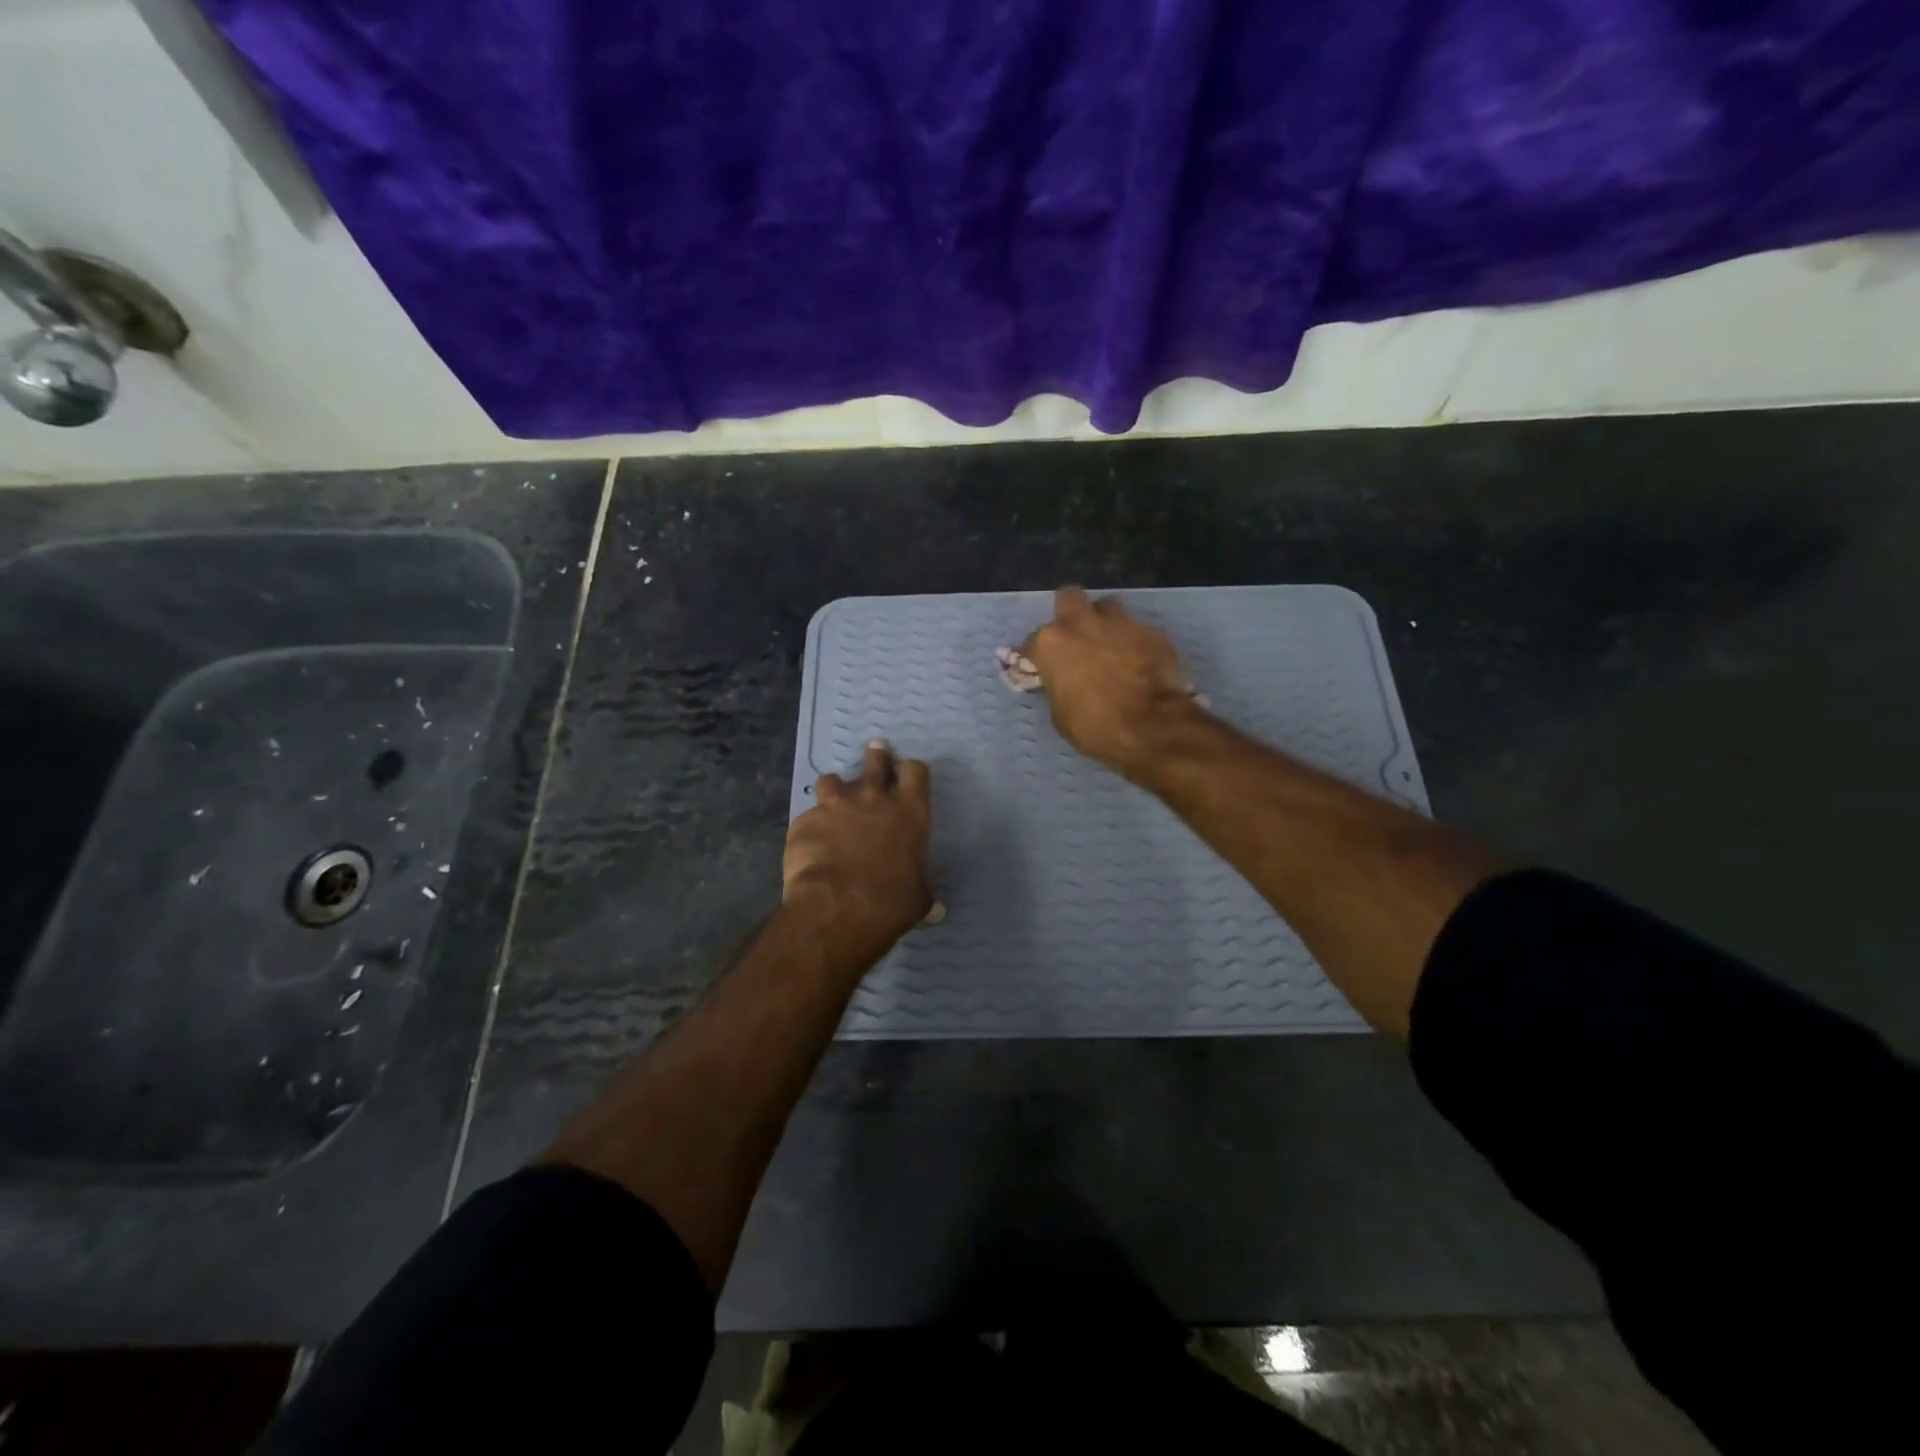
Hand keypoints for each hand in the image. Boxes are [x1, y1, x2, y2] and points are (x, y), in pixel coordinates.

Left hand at [783, 740, 933, 958]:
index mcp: (909, 811)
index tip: (907, 774)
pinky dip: (812, 826)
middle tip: (876, 752)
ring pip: (832, 780)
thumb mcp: (918, 899)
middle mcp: (873, 799)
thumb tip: (937, 911)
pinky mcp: (804, 821)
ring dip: (835, 787)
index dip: (910, 771)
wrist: (837, 907)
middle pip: (875, 762)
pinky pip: (808, 816)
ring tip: (834, 797)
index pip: (915, 771)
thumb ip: (924, 895)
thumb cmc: (891, 901)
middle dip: (876, 757)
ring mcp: (835, 807)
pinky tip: (811, 843)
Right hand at [1021, 586, 1203, 778]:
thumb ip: (1058, 686)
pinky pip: (1138, 630)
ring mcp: (1121, 623)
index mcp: (1051, 643)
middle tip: (1076, 638)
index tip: (1042, 668)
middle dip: (1070, 613)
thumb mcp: (1061, 713)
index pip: (1032, 642)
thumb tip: (1063, 681)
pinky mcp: (1153, 632)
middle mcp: (1082, 623)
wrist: (1151, 727)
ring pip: (1107, 607)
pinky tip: (1140, 662)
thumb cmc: (1095, 726)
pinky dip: (1135, 643)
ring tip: (1110, 645)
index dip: (1037, 656)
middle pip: (1069, 598)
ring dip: (1105, 622)